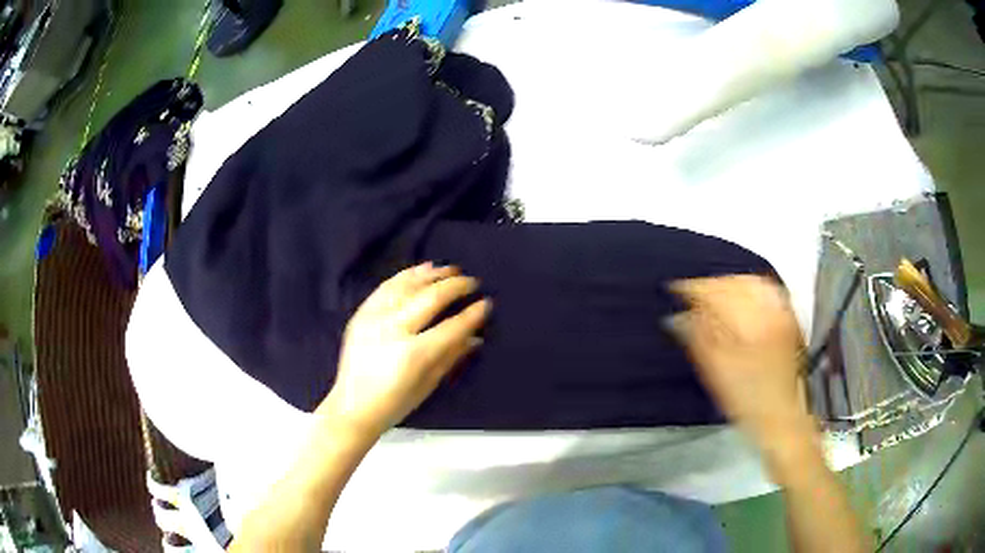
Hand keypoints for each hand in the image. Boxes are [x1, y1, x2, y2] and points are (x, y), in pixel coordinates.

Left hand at [319, 263, 491, 436]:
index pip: (451, 327)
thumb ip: (451, 356)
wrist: (351, 407)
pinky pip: (386, 287)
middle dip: (455, 287)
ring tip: (450, 270)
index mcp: (412, 354)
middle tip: (472, 282)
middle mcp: (393, 330)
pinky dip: (405, 276)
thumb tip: (476, 336)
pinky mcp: (362, 314)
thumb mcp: (428, 384)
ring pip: (408, 286)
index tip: (486, 303)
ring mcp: (374, 318)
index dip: (472, 314)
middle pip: (430, 298)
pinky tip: (421, 269)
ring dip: (432, 275)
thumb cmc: (394, 403)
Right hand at [669, 276, 810, 444]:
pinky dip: (751, 287)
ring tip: (714, 292)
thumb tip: (680, 316)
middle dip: (711, 285)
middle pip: (734, 283)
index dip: (692, 289)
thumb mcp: (717, 374)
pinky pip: (768, 290)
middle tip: (692, 293)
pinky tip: (742, 294)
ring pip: (752, 283)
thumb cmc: (749, 404)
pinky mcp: (790, 319)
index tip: (676, 291)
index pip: (715, 292)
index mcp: (749, 324)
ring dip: (730, 283)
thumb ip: (699, 339)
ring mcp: (783, 313)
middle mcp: (769, 312)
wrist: (782, 418)